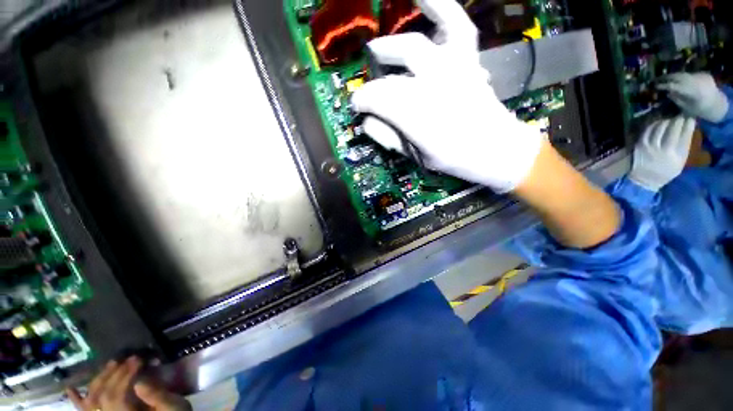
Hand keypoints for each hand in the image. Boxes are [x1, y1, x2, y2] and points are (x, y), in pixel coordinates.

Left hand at [67, 357, 190, 410]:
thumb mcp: (172, 407)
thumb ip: (157, 397)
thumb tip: (140, 381)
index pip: (115, 398)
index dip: (124, 377)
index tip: (138, 359)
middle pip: (102, 397)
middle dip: (114, 374)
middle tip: (129, 358)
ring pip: (92, 400)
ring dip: (101, 379)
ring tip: (114, 363)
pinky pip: (85, 410)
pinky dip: (77, 399)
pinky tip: (71, 388)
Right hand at [351, 0, 542, 192]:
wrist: (495, 148)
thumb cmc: (453, 157)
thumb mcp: (415, 156)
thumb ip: (388, 138)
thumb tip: (366, 122)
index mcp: (417, 119)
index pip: (377, 100)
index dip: (362, 101)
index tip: (357, 106)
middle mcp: (431, 88)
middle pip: (391, 79)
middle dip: (373, 85)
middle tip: (369, 90)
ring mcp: (452, 68)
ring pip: (414, 46)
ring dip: (390, 46)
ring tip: (376, 47)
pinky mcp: (467, 58)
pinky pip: (455, 23)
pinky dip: (439, 3)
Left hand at [629, 116, 696, 191]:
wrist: (646, 179)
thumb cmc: (666, 170)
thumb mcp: (680, 161)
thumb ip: (684, 146)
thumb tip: (689, 128)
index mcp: (677, 155)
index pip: (685, 135)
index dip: (688, 124)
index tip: (691, 119)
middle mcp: (665, 150)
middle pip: (673, 129)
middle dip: (678, 120)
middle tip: (680, 117)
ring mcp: (651, 147)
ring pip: (660, 127)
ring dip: (666, 121)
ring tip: (670, 120)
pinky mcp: (640, 145)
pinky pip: (648, 131)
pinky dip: (654, 125)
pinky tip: (659, 123)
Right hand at [657, 73, 729, 122]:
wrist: (717, 103)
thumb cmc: (701, 109)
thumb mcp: (688, 108)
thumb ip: (678, 100)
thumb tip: (668, 93)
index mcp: (692, 91)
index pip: (675, 86)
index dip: (664, 86)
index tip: (655, 86)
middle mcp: (696, 81)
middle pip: (679, 77)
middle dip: (667, 78)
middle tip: (657, 79)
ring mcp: (700, 76)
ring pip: (683, 74)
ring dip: (673, 76)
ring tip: (664, 78)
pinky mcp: (702, 74)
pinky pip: (689, 75)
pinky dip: (682, 77)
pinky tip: (677, 80)